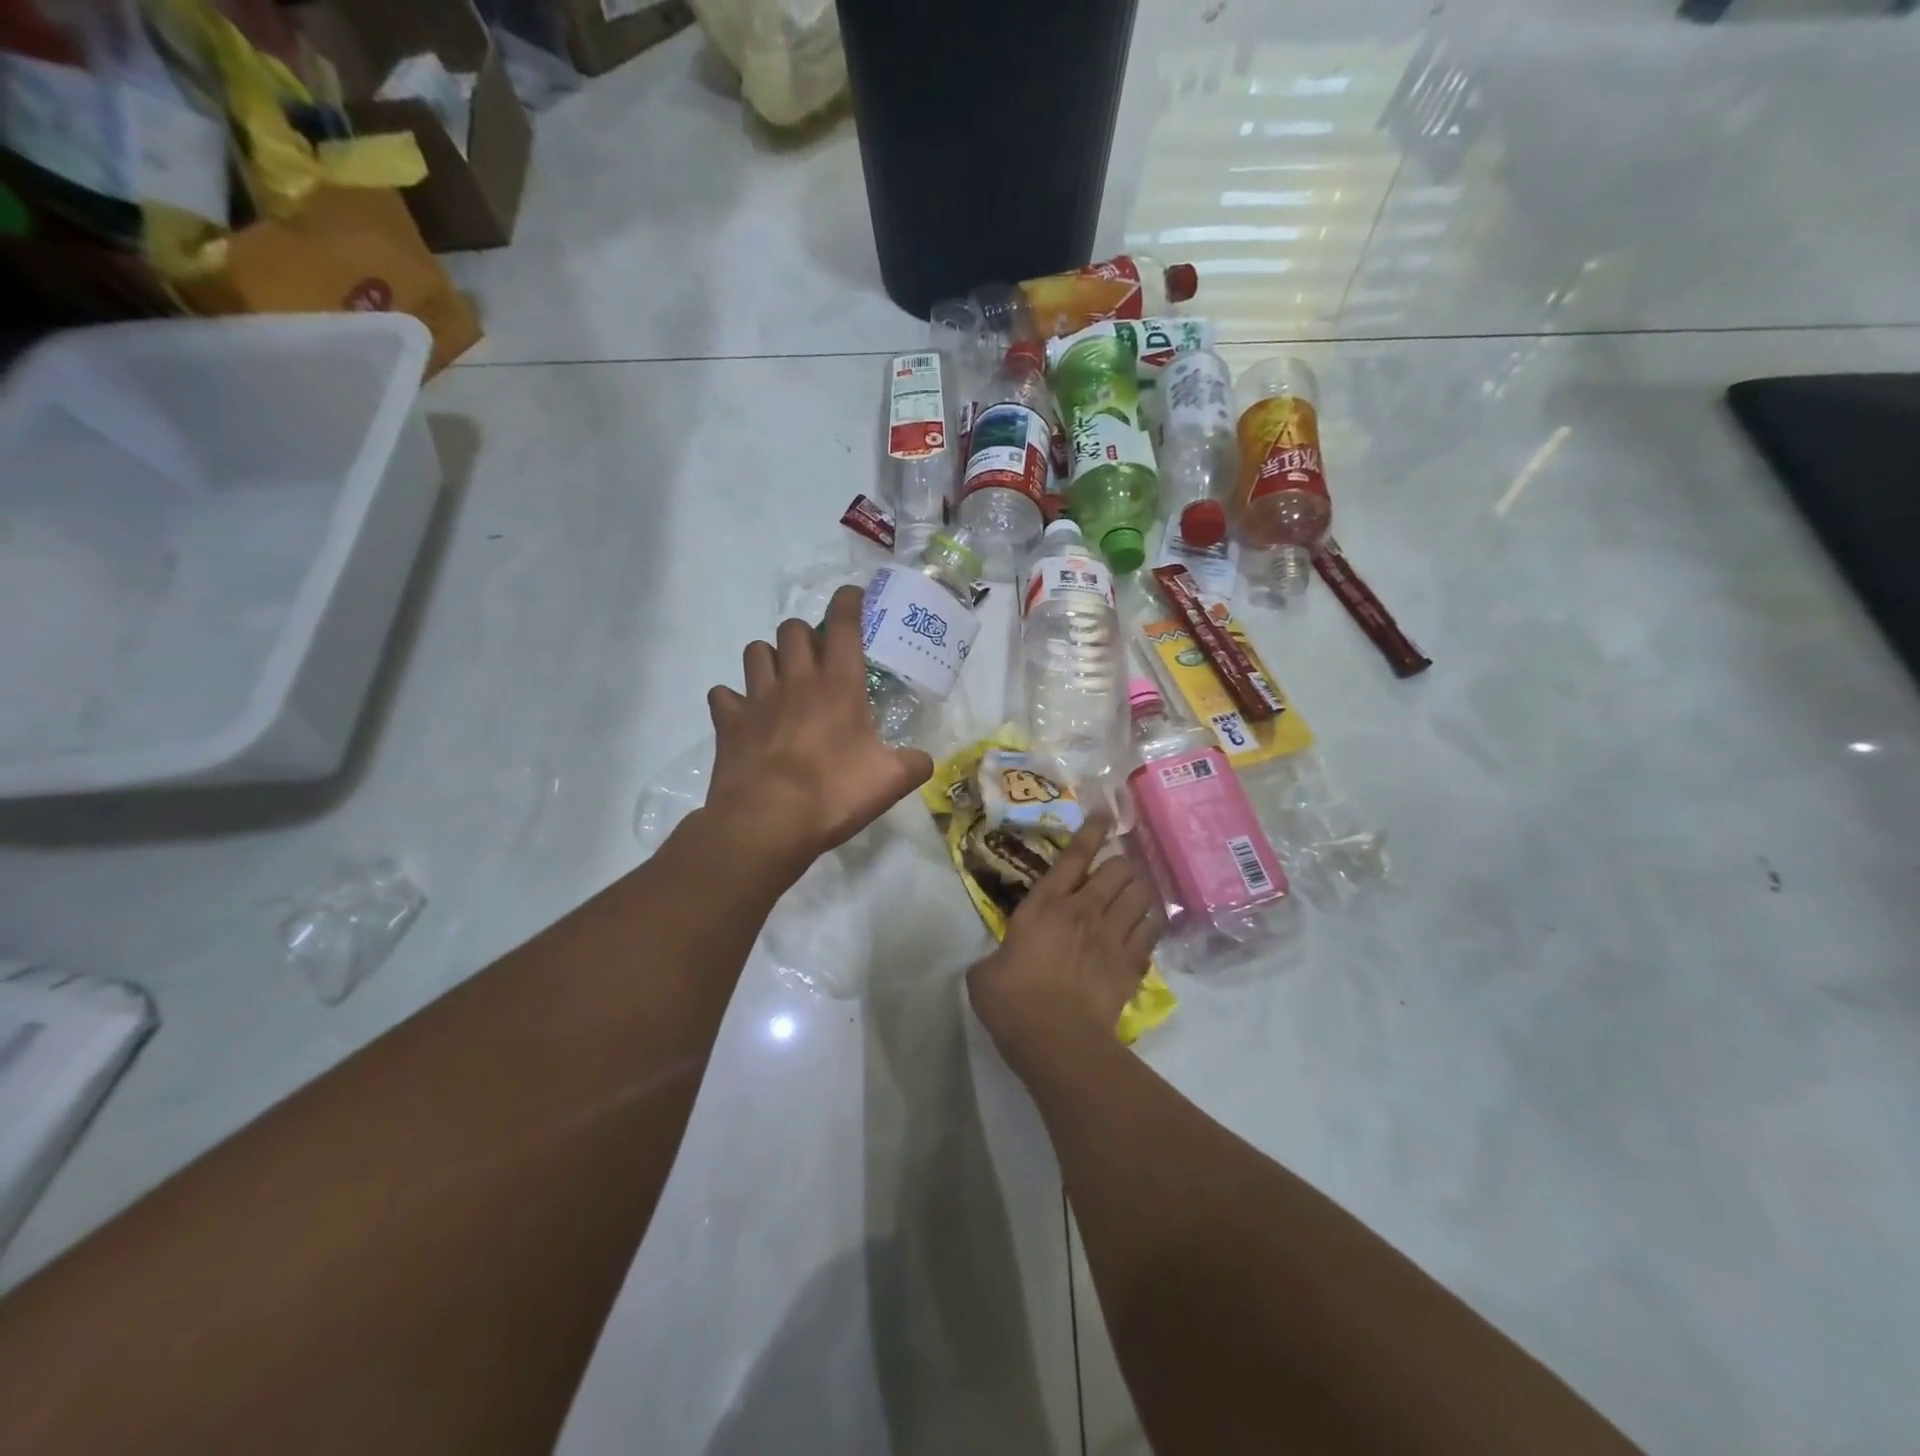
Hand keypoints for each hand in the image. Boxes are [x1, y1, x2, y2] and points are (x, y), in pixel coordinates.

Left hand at [705, 583, 933, 876]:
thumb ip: (914, 764)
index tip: (852, 597)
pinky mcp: (727, 722)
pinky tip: (745, 716)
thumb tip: (924, 760)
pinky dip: (733, 700)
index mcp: (839, 684)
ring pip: (755, 651)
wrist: (767, 821)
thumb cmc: (833, 793)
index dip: (848, 602)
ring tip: (781, 680)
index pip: (843, 623)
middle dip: (806, 634)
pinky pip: (723, 695)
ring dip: (769, 657)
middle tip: (818, 658)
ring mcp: (756, 698)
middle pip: (792, 629)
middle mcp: (796, 680)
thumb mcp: (890, 782)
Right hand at [968, 815, 1164, 1069]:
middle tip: (1115, 871)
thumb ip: (996, 956)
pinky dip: (1151, 923)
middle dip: (1120, 865)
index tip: (1104, 814)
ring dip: (1139, 890)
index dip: (1091, 831)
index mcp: (1045, 904)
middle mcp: (1084, 910)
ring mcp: (1112, 936)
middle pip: (1117, 870)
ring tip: (1135, 894)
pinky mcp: (1131, 964)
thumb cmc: (1011, 1000)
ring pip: (1141, 895)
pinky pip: (1151, 931)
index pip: (1074, 856)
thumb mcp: (985, 972)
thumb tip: (999, 963)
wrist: (1055, 1039)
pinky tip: (1147, 925)